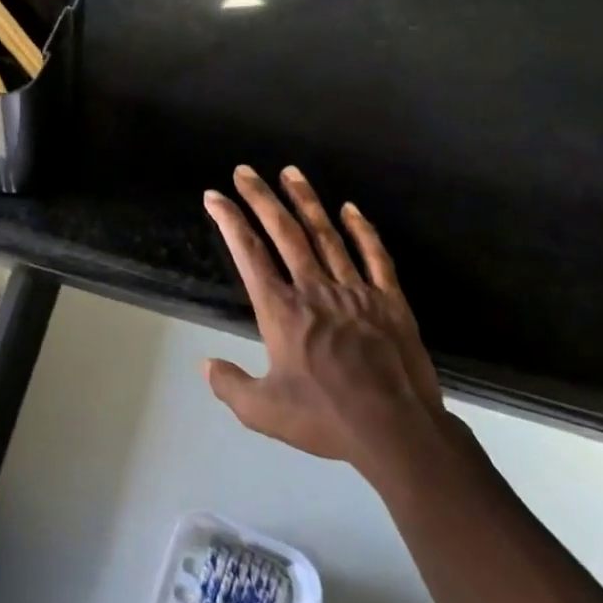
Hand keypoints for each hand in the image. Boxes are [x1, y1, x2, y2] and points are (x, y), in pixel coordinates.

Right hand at [202, 165, 451, 485]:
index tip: (214, 196)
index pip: (249, 254)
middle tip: (245, 171)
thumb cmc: (326, 419)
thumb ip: (230, 385)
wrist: (397, 432)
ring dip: (306, 201)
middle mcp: (314, 290)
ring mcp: (355, 291)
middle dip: (261, 198)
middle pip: (285, 232)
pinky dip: (362, 230)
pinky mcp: (389, 301)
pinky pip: (374, 257)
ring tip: (290, 172)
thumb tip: (205, 365)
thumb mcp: (263, 411)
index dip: (229, 220)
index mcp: (281, 311)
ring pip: (326, 235)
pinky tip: (350, 209)